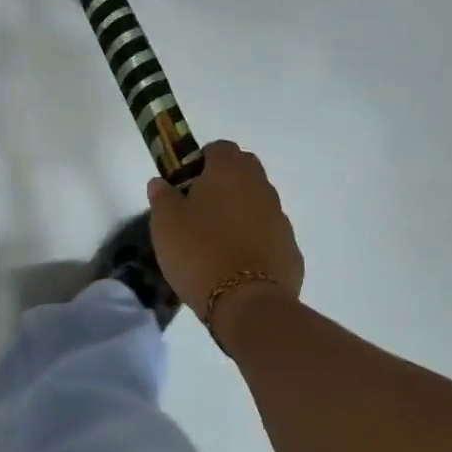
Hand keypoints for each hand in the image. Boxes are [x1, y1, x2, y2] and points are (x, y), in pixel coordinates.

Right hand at [145, 141, 304, 335]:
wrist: (248, 304)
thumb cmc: (199, 253)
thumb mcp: (165, 224)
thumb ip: (162, 197)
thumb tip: (161, 182)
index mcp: (229, 171)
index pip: (219, 148)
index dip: (202, 160)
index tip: (187, 183)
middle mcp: (260, 186)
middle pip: (244, 169)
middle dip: (226, 180)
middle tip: (202, 207)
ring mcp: (280, 217)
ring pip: (259, 201)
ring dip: (242, 210)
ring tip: (219, 239)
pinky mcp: (291, 248)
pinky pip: (270, 233)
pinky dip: (257, 239)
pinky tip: (240, 262)